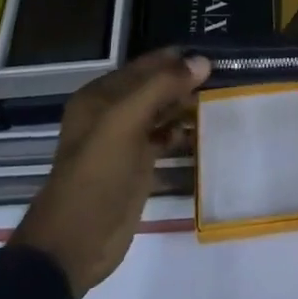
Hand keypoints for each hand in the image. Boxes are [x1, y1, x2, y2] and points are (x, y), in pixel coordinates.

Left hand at [10, 48, 209, 298]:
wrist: (75, 243)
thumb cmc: (96, 174)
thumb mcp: (124, 121)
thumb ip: (162, 87)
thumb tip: (203, 61)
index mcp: (100, 96)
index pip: (144, 66)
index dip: (175, 59)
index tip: (212, 55)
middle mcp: (111, 113)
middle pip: (154, 87)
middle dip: (183, 81)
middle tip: (221, 77)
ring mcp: (125, 140)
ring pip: (160, 112)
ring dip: (184, 105)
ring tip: (217, 99)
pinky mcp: (137, 166)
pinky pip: (163, 139)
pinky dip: (180, 133)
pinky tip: (199, 131)